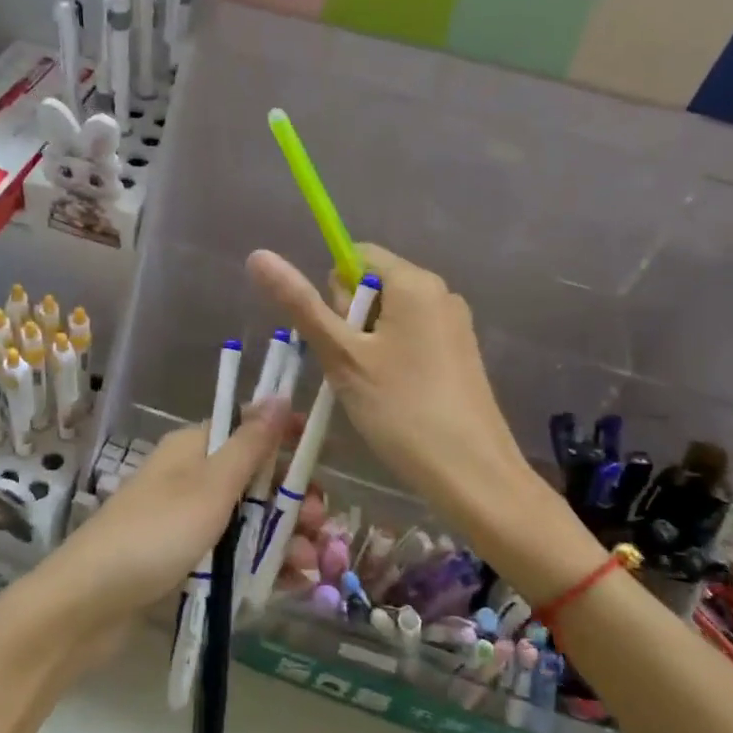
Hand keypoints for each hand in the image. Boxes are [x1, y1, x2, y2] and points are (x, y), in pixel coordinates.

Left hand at [16, 404, 292, 667]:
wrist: (86, 605)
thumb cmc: (155, 534)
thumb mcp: (210, 486)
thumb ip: (249, 445)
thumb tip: (277, 394)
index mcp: (194, 449)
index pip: (248, 429)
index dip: (286, 440)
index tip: (324, 455)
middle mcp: (191, 478)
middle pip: (253, 480)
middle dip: (290, 501)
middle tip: (319, 527)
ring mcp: (185, 521)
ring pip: (247, 521)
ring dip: (282, 538)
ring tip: (308, 566)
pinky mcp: (182, 561)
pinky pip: (231, 555)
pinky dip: (259, 564)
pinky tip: (289, 584)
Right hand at [246, 245, 597, 594]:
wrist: (474, 476)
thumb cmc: (402, 409)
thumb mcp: (342, 356)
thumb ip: (300, 304)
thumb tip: (258, 255)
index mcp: (415, 282)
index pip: (356, 256)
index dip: (334, 292)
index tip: (337, 336)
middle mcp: (440, 293)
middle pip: (373, 285)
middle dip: (349, 320)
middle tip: (352, 367)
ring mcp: (454, 324)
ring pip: (389, 316)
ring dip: (366, 343)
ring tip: (370, 386)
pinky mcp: (460, 354)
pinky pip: (410, 337)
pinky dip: (390, 358)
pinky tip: (392, 396)